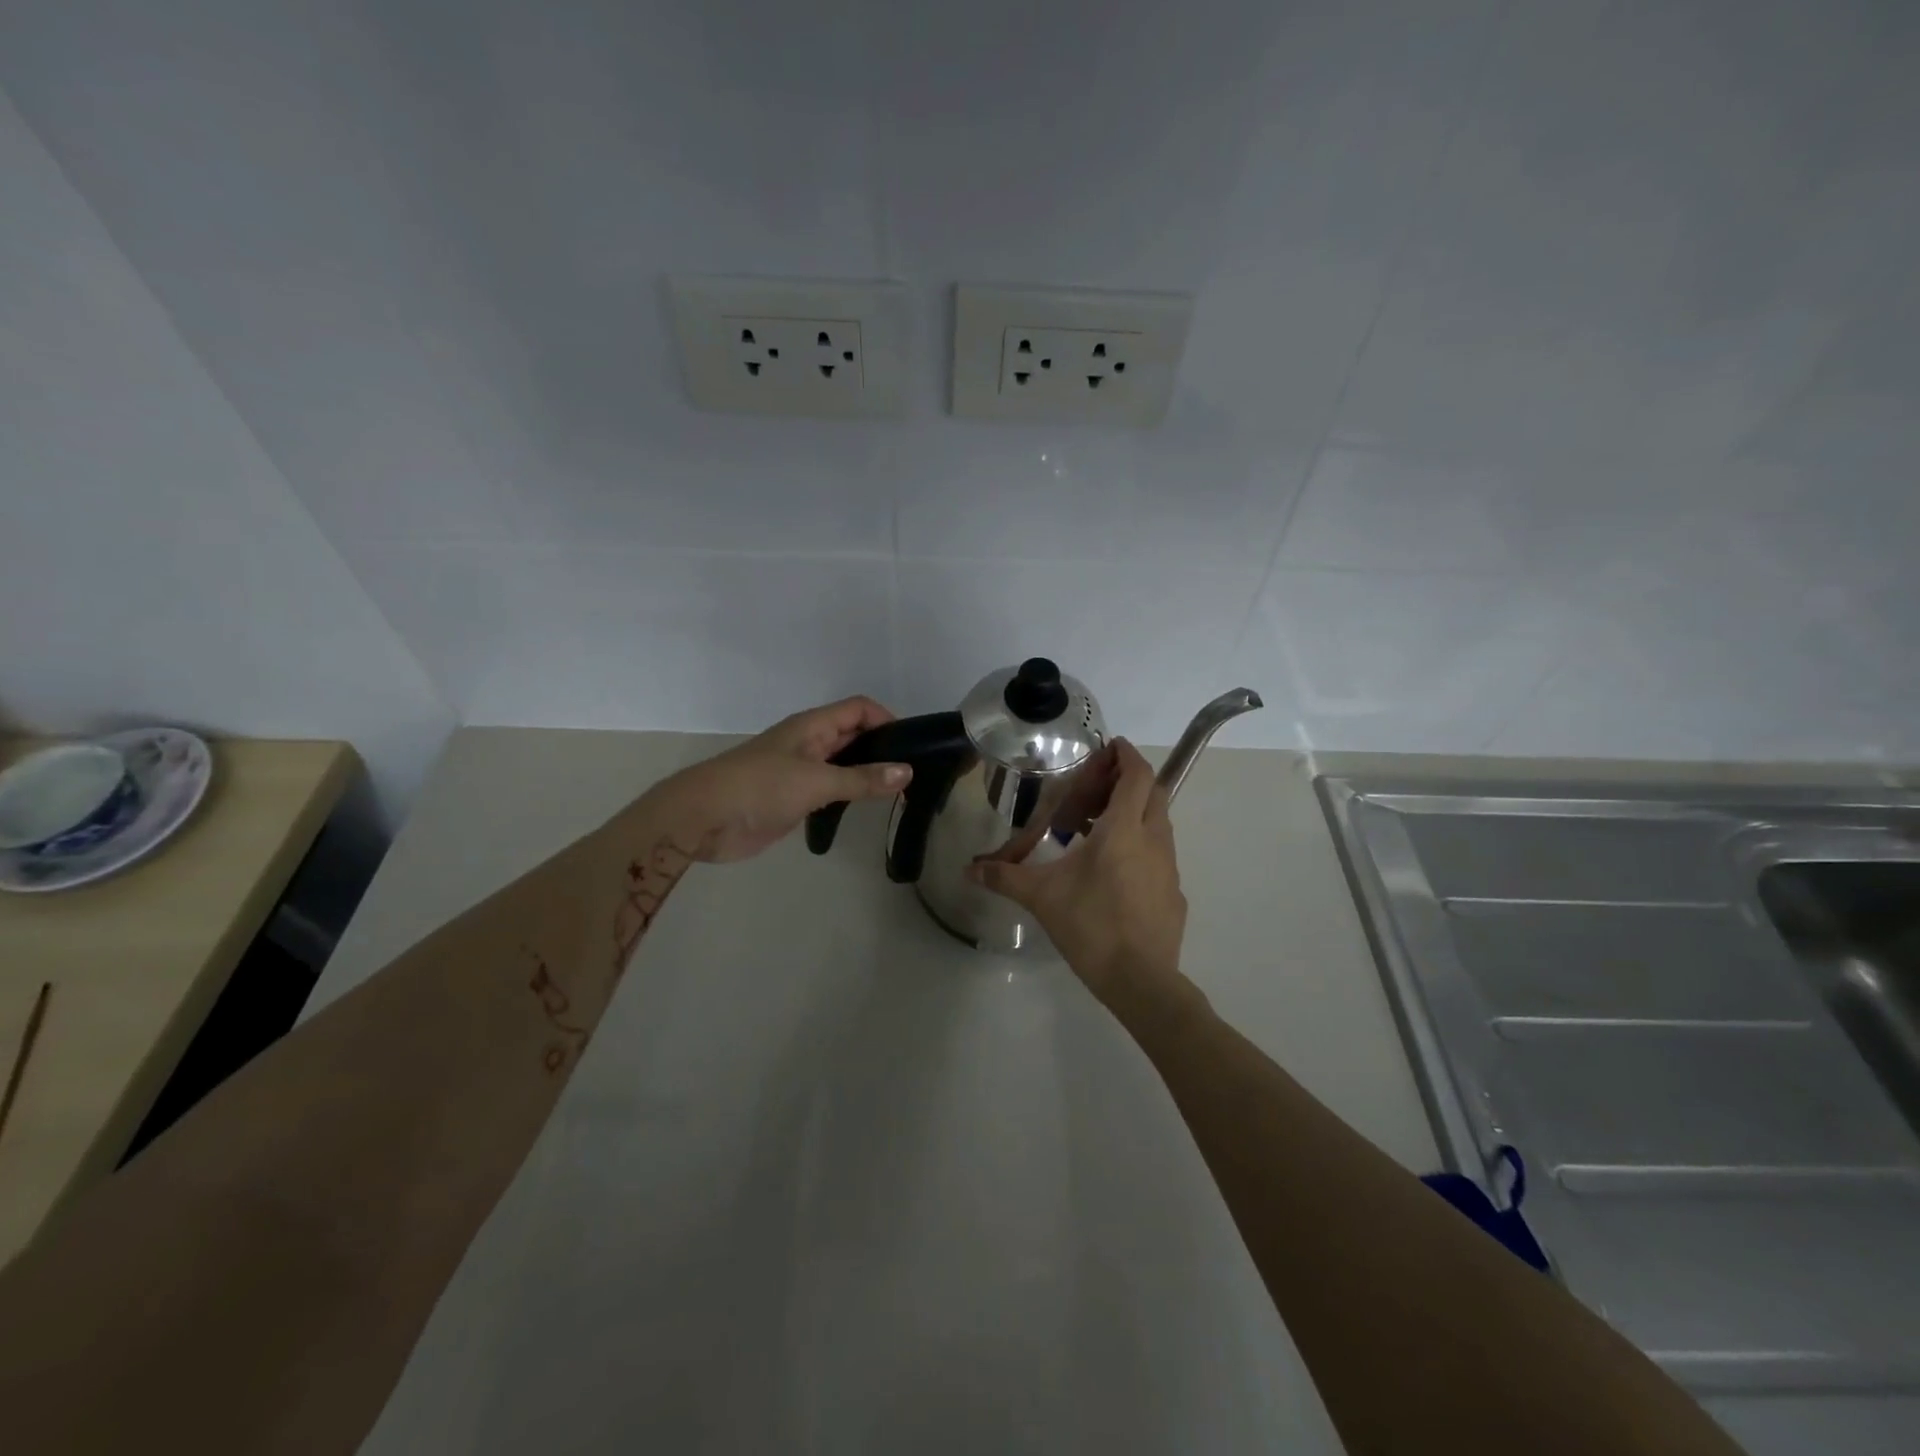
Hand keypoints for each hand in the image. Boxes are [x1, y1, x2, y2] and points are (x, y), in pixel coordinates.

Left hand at [660, 697, 911, 862]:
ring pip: (843, 764)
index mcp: (812, 726)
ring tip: (900, 791)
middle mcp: (809, 743)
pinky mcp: (793, 798)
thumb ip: (862, 779)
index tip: (913, 745)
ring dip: (867, 772)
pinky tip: (867, 807)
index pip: (859, 709)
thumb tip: (907, 772)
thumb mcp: (817, 781)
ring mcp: (800, 771)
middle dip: (882, 747)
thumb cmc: (760, 788)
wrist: (703, 819)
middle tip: (915, 772)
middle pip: (853, 734)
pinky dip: (850, 794)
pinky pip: (830, 789)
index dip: (887, 720)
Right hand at [966, 738, 1186, 1001]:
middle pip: (1153, 792)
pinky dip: (1140, 847)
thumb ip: (1005, 876)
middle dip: (1128, 782)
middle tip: (1095, 791)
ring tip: (1096, 830)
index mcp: (1124, 829)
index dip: (1126, 754)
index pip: (1137, 774)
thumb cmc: (1091, 925)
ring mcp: (1169, 867)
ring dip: (1133, 815)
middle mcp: (1153, 839)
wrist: (1141, 981)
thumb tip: (968, 869)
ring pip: (1158, 823)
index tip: (1110, 747)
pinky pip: (1159, 855)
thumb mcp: (1041, 897)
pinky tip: (1113, 873)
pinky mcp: (1174, 893)